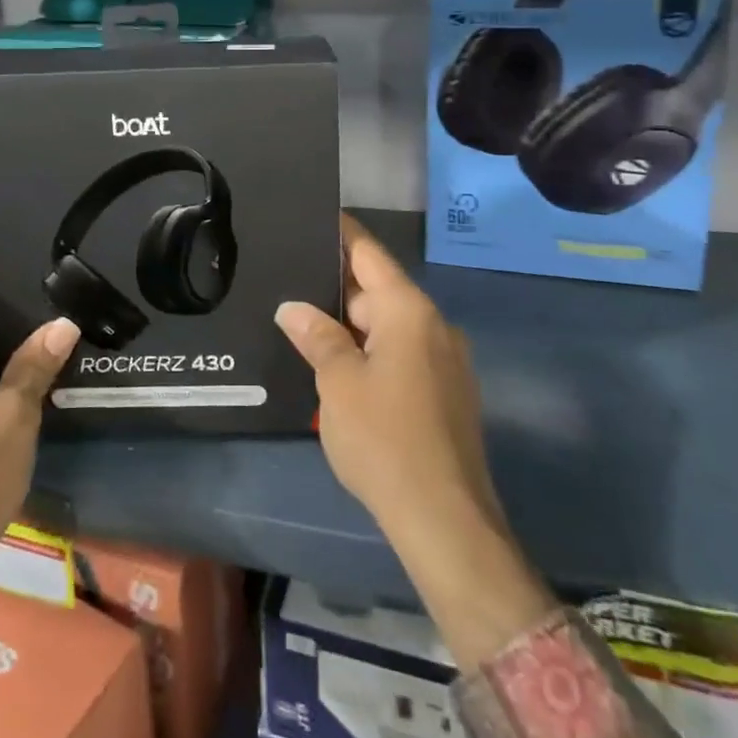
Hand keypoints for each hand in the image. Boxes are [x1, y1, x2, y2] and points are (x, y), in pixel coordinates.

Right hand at [276, 215, 552, 669]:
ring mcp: (446, 361)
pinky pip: (403, 354)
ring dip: (351, 324)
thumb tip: (293, 308)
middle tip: (290, 280)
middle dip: (336, 288)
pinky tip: (339, 366)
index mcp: (409, 311)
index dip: (341, 233)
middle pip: (378, 291)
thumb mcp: (338, 382)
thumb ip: (316, 335)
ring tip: (305, 322)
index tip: (313, 216)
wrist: (445, 522)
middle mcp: (435, 326)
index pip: (369, 254)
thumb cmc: (385, 439)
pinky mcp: (447, 394)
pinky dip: (371, 351)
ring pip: (389, 326)